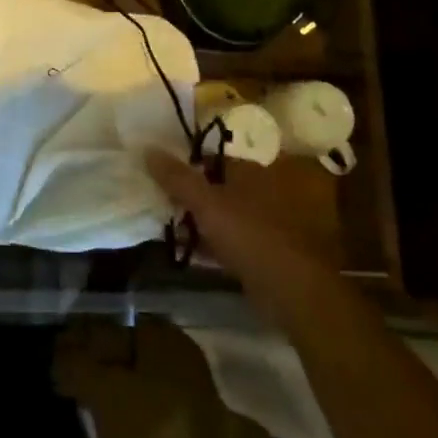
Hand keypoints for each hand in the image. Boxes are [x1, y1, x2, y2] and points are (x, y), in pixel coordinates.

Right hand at [146, 150, 343, 325]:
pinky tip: (185, 250)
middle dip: (187, 194)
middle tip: (157, 199)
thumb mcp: (206, 203)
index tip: (157, 172)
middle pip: (214, 186)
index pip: (210, 157)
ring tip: (164, 223)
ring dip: (196, 220)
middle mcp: (257, 192)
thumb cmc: (248, 235)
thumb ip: (177, 178)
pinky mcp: (258, 252)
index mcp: (249, 172)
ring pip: (219, 215)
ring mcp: (260, 223)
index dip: (184, 163)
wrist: (290, 289)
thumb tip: (148, 148)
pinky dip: (207, 243)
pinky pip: (226, 241)